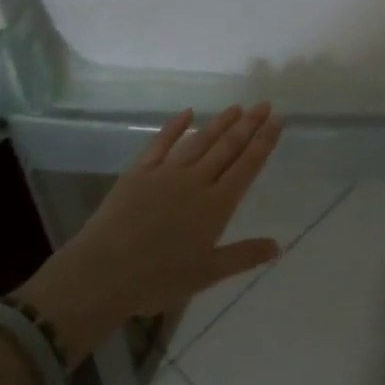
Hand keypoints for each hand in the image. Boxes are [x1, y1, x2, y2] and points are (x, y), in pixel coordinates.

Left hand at [16, 104, 283, 365]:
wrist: (104, 273)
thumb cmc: (159, 279)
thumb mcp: (207, 274)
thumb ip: (244, 256)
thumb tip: (279, 246)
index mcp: (216, 205)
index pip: (247, 166)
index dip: (264, 142)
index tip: (278, 120)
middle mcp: (196, 181)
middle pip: (228, 147)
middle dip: (249, 124)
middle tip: (264, 104)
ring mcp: (167, 172)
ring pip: (200, 140)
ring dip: (220, 122)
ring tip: (236, 107)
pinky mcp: (140, 171)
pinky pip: (162, 142)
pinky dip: (176, 126)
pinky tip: (188, 112)